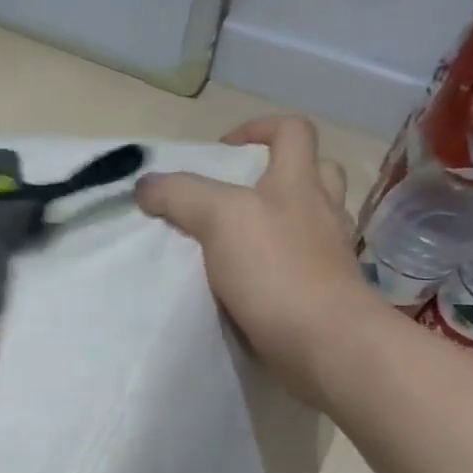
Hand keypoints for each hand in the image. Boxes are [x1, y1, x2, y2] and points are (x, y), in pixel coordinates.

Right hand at [136, 115, 378, 401]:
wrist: (325, 345)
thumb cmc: (277, 269)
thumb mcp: (219, 217)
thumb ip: (180, 194)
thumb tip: (145, 186)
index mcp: (299, 183)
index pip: (293, 131)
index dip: (259, 128)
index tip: (222, 150)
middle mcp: (320, 212)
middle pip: (312, 173)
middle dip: (273, 174)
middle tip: (230, 195)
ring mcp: (326, 254)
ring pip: (305, 221)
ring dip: (273, 221)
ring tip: (228, 239)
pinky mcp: (322, 292)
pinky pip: (296, 264)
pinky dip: (271, 264)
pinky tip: (241, 279)